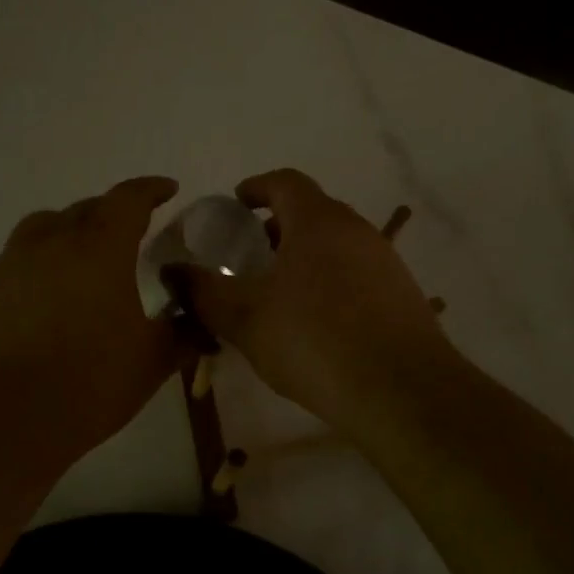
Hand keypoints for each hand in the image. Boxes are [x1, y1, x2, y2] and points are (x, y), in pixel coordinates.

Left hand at [0, 177, 182, 474]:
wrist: (2, 421)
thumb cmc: (89, 384)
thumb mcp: (152, 361)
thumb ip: (181, 333)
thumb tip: (199, 322)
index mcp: (99, 249)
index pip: (128, 200)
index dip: (150, 190)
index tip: (166, 190)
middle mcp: (51, 243)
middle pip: (83, 210)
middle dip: (110, 212)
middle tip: (129, 230)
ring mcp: (9, 266)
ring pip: (42, 229)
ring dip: (67, 231)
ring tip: (80, 256)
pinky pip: (15, 262)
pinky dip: (37, 264)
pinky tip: (43, 297)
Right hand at [166, 169, 449, 431]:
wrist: (402, 391)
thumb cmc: (314, 341)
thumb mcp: (244, 317)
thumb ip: (203, 291)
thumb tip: (171, 272)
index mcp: (317, 221)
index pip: (285, 182)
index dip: (256, 188)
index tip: (236, 205)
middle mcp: (356, 230)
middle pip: (312, 212)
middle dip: (277, 228)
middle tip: (250, 257)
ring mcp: (385, 262)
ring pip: (336, 245)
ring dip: (304, 258)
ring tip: (277, 295)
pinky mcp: (402, 295)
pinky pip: (356, 274)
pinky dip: (329, 282)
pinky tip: (315, 324)